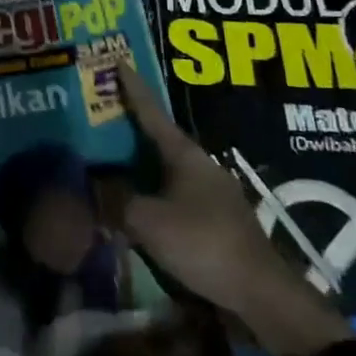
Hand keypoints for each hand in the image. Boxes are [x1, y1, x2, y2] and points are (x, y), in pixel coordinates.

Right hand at [116, 62, 353, 355]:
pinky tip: (135, 203)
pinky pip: (173, 194)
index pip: (152, 112)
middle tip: (100, 116)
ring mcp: (211, 193)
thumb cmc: (203, 243)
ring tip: (110, 162)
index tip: (118, 61)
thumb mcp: (148, 220)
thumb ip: (116, 201)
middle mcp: (199, 165)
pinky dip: (152, 192)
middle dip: (130, 128)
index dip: (132, 88)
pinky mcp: (214, 220)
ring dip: (140, 165)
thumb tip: (94, 187)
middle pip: (158, 139)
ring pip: (165, 169)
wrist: (260, 295)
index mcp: (185, 154)